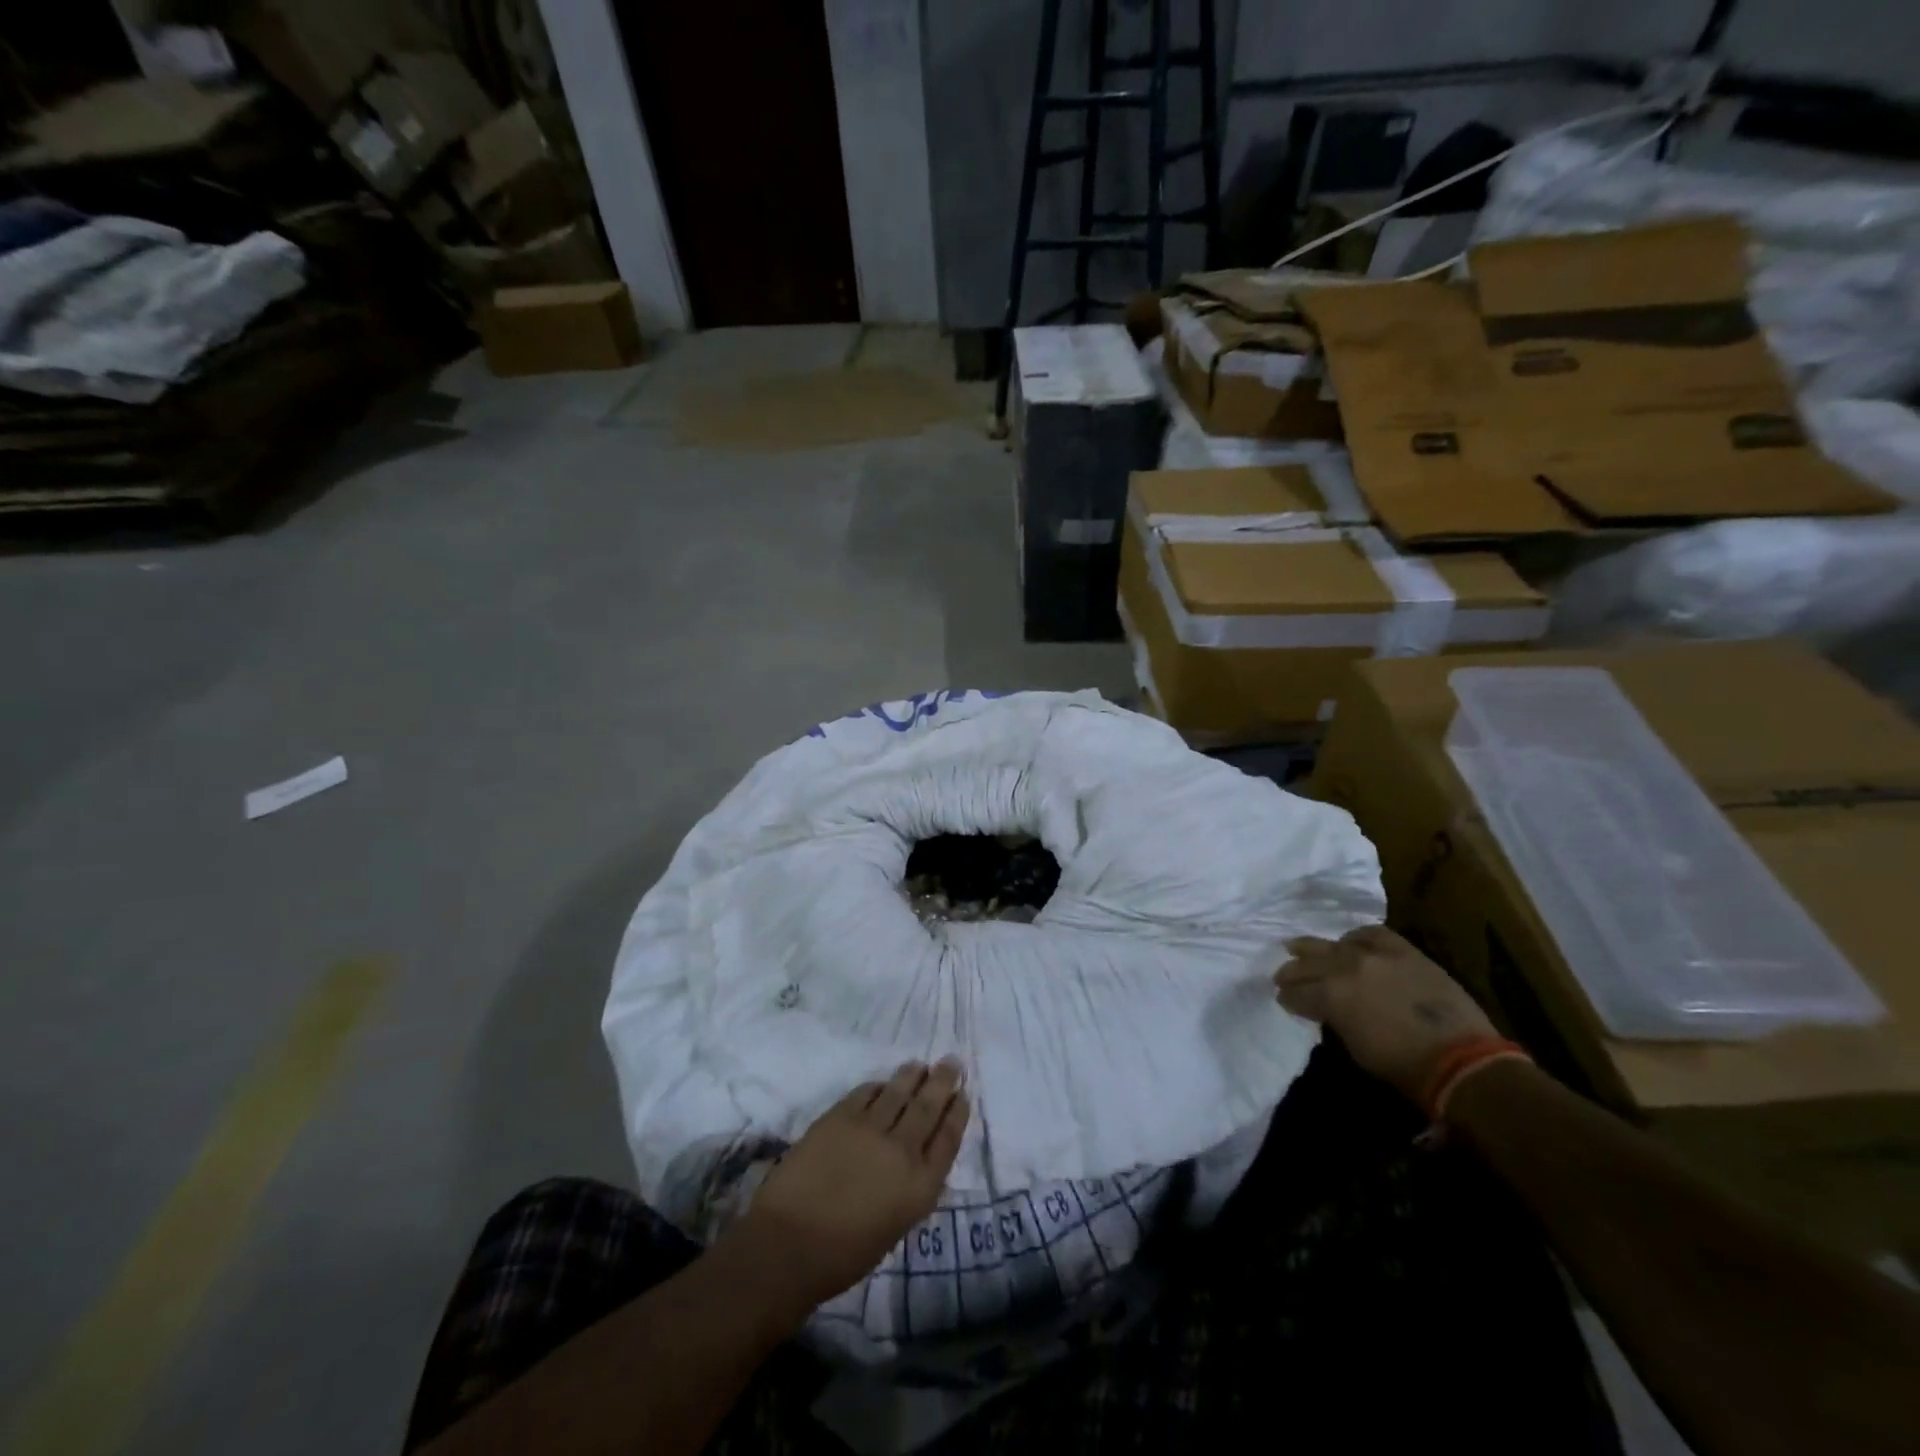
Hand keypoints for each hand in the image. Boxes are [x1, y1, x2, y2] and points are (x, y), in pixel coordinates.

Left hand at [730, 1060, 968, 1312]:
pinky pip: (866, 1092)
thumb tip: (916, 1163)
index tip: (963, 1095)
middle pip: (928, 1107)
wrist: (789, 1245)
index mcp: (920, 1186)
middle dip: (943, 1082)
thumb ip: (910, 1190)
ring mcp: (870, 1128)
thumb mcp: (895, 1228)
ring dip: (912, 1075)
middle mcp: (902, 1150)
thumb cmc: (843, 1256)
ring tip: (920, 1065)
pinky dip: (877, 1086)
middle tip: (952, 1062)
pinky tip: (881, 1083)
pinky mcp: (840, 1116)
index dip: (957, 1113)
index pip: (948, 1139)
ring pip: (899, 1091)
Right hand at [1274, 926, 1496, 1104]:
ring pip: (1332, 945)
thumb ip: (1333, 1018)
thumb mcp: (1353, 1045)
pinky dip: (1355, 939)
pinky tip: (1349, 944)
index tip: (1283, 1000)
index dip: (1287, 998)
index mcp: (1330, 995)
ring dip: (1313, 949)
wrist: (1462, 1058)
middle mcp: (1346, 967)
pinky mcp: (1402, 949)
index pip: (1295, 992)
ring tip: (1299, 949)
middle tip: (1282, 977)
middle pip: (1307, 963)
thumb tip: (1324, 1009)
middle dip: (1292, 972)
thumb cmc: (1403, 1065)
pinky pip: (1370, 934)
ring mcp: (1374, 953)